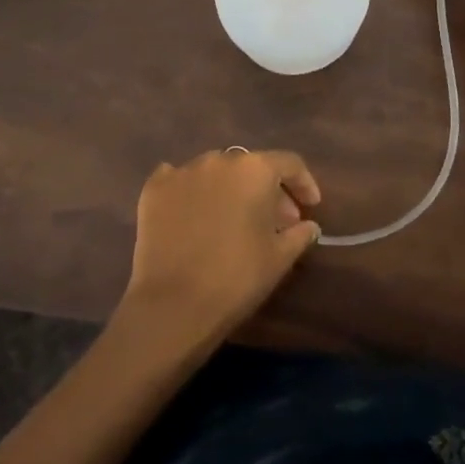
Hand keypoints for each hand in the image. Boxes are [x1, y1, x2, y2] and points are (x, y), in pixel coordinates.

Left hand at [122, 149, 322, 344]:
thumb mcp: (280, 258)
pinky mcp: (154, 189)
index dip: (304, 183)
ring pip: (215, 172)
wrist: (173, 304)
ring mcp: (182, 171)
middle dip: (267, 190)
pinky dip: (192, 191)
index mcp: (254, 169)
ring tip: (234, 219)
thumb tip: (309, 225)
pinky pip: (179, 179)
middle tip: (276, 221)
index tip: (310, 206)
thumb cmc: (237, 277)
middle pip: (251, 166)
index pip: (289, 164)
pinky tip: (194, 212)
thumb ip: (300, 234)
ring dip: (230, 189)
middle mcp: (219, 159)